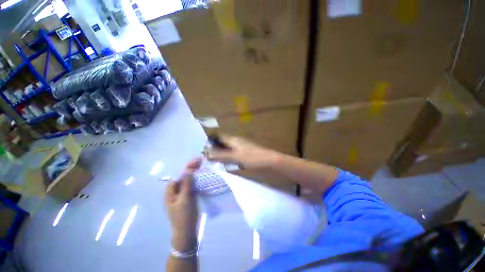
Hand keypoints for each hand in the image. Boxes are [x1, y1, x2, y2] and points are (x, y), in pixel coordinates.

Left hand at [164, 158, 201, 250]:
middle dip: (191, 168)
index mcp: (170, 192)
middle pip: (183, 177)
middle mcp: (175, 192)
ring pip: (188, 181)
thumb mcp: (185, 199)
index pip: (178, 177)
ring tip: (202, 165)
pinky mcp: (189, 197)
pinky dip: (197, 180)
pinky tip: (202, 176)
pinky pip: (192, 186)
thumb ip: (186, 184)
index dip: (186, 169)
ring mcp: (182, 195)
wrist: (187, 232)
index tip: (195, 162)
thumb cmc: (184, 216)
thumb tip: (187, 170)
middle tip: (200, 160)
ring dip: (195, 173)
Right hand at [207, 135, 279, 169]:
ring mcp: (241, 146)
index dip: (211, 142)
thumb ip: (221, 155)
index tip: (204, 150)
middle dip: (215, 149)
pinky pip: (233, 153)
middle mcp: (236, 141)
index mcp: (233, 139)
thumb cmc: (252, 157)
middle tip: (208, 158)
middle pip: (223, 143)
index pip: (219, 137)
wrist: (269, 160)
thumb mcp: (235, 157)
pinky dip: (228, 157)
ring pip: (228, 148)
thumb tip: (206, 154)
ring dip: (222, 153)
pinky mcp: (245, 152)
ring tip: (215, 161)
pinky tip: (227, 163)